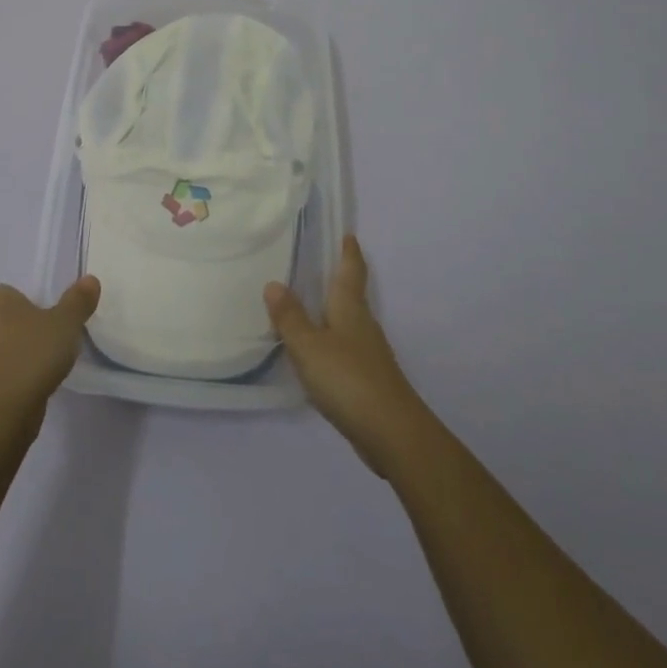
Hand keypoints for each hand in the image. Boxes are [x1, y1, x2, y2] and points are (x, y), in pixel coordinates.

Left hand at [0, 276, 99, 418]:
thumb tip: (90, 280)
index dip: (25, 309)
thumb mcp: (66, 324)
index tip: (44, 327)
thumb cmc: (31, 354)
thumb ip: (77, 301)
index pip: (6, 295)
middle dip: (8, 331)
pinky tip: (16, 393)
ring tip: (28, 374)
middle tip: (37, 348)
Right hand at [266, 236, 430, 475]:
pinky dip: (330, 342)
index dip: (349, 252)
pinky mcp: (368, 380)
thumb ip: (290, 317)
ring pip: (348, 323)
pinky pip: (345, 349)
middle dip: (338, 280)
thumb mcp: (309, 346)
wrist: (392, 433)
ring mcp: (368, 354)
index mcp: (350, 308)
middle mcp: (363, 325)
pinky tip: (315, 353)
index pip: (351, 271)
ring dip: (331, 312)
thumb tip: (274, 283)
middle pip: (351, 295)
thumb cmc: (348, 379)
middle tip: (315, 265)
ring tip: (307, 306)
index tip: (348, 234)